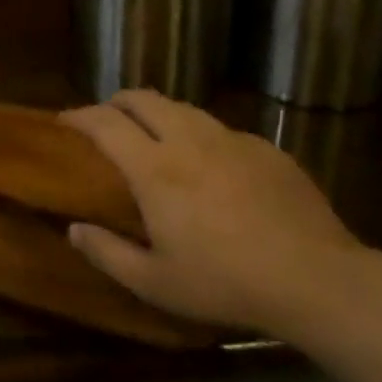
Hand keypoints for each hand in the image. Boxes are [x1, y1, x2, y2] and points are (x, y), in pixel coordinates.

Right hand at [60, 90, 363, 331]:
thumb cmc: (225, 282)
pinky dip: (200, 136)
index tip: (65, 120)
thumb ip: (107, 253)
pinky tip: (210, 166)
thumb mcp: (155, 282)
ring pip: (183, 108)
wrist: (316, 279)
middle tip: (106, 120)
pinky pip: (221, 130)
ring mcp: (232, 140)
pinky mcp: (266, 148)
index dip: (80, 116)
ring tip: (154, 136)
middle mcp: (189, 140)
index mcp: (155, 168)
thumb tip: (74, 229)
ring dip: (158, 114)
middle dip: (116, 102)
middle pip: (143, 99)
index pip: (105, 123)